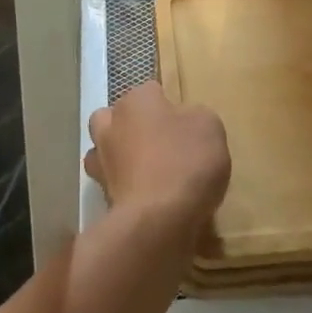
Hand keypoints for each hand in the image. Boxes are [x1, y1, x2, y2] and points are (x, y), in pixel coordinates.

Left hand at [85, 81, 230, 237]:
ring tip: (149, 173)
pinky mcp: (101, 197)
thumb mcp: (210, 126)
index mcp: (136, 100)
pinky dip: (126, 189)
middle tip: (159, 143)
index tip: (184, 123)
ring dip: (121, 158)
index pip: (150, 91)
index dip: (167, 105)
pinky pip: (114, 186)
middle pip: (115, 117)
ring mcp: (101, 163)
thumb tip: (183, 122)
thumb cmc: (186, 161)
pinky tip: (148, 199)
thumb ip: (194, 117)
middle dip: (130, 127)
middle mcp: (111, 125)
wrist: (157, 221)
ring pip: (106, 152)